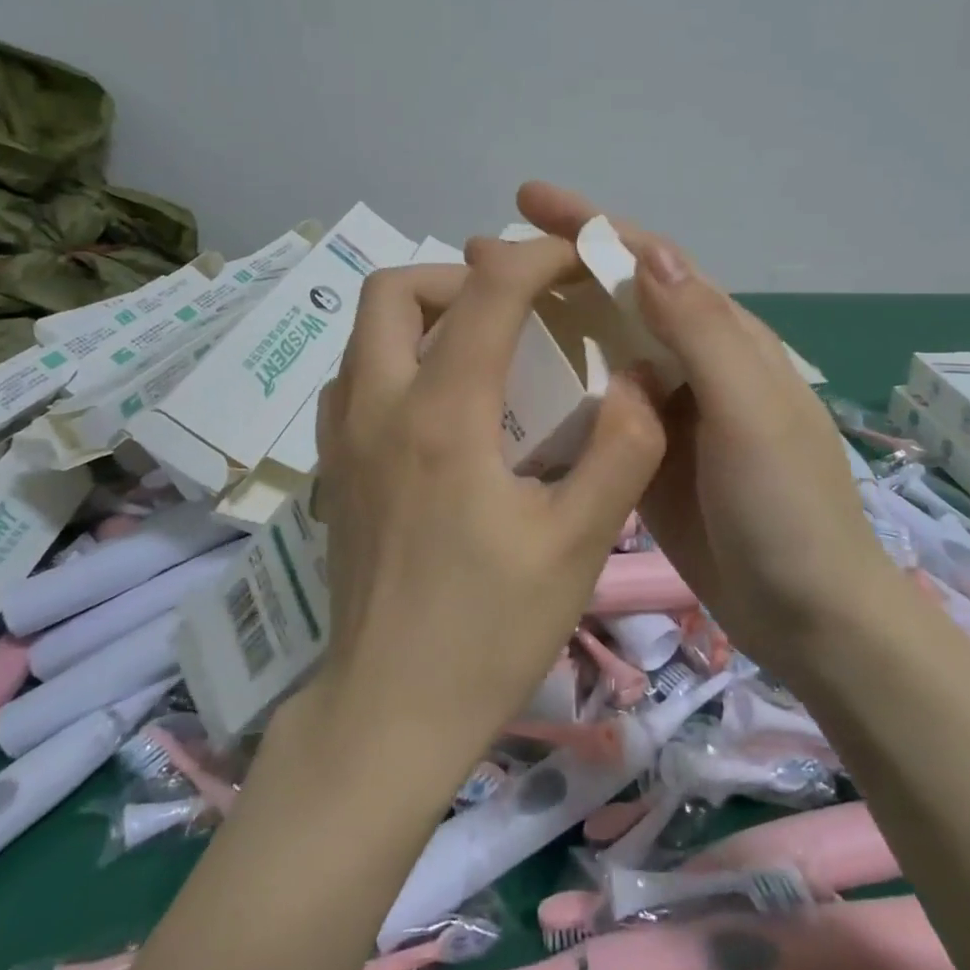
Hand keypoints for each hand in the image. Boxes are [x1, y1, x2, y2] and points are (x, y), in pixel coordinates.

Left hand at [302, 237, 666, 781]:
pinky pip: (355, 376)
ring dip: (425, 314)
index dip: (539, 256)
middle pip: (395, 287)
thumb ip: (621, 449)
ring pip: (366, 330)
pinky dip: (397, 358)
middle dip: (461, 275)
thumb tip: (638, 377)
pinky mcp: (331, 467)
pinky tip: (441, 405)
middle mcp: (378, 405)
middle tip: (515, 309)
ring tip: (482, 349)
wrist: (387, 714)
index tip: (578, 261)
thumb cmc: (487, 631)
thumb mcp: (578, 544)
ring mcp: (342, 436)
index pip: (488, 288)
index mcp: (443, 414)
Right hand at [517, 182, 891, 685]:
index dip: (591, 226)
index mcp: (723, 336)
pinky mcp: (644, 450)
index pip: (651, 262)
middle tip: (480, 256)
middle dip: (555, 266)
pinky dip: (555, 379)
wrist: (806, 616)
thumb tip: (647, 252)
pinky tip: (510, 381)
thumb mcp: (750, 412)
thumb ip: (702, 331)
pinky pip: (593, 400)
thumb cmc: (785, 508)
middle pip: (617, 296)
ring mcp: (665, 408)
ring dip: (548, 318)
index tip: (527, 201)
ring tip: (481, 308)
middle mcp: (691, 360)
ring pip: (599, 345)